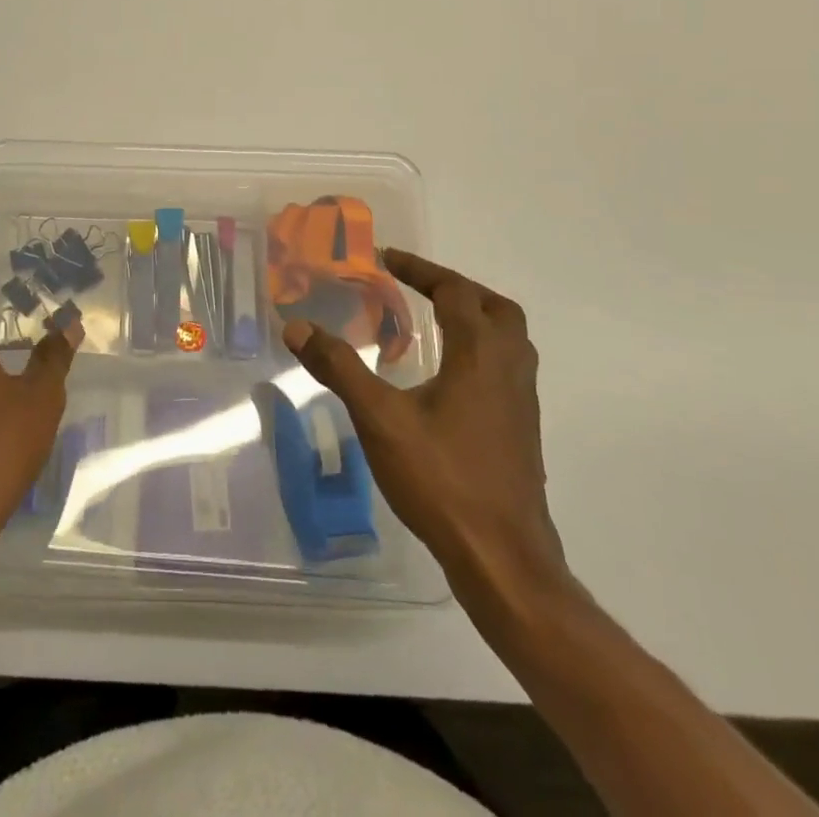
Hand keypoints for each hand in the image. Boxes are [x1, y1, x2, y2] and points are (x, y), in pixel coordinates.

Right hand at [281, 250, 568, 609]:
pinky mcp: (521, 431)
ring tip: (433, 323)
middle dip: (457, 288)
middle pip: (495, 308)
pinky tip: (447, 379)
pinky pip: (506, 369)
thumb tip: (297, 327)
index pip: (455, 292)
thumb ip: (339, 368)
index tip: (387, 259)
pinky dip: (480, 351)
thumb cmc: (442, 480)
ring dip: (475, 318)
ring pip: (509, 340)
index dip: (421, 269)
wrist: (503, 559)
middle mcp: (509, 370)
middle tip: (418, 286)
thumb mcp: (379, 420)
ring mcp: (521, 403)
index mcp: (480, 356)